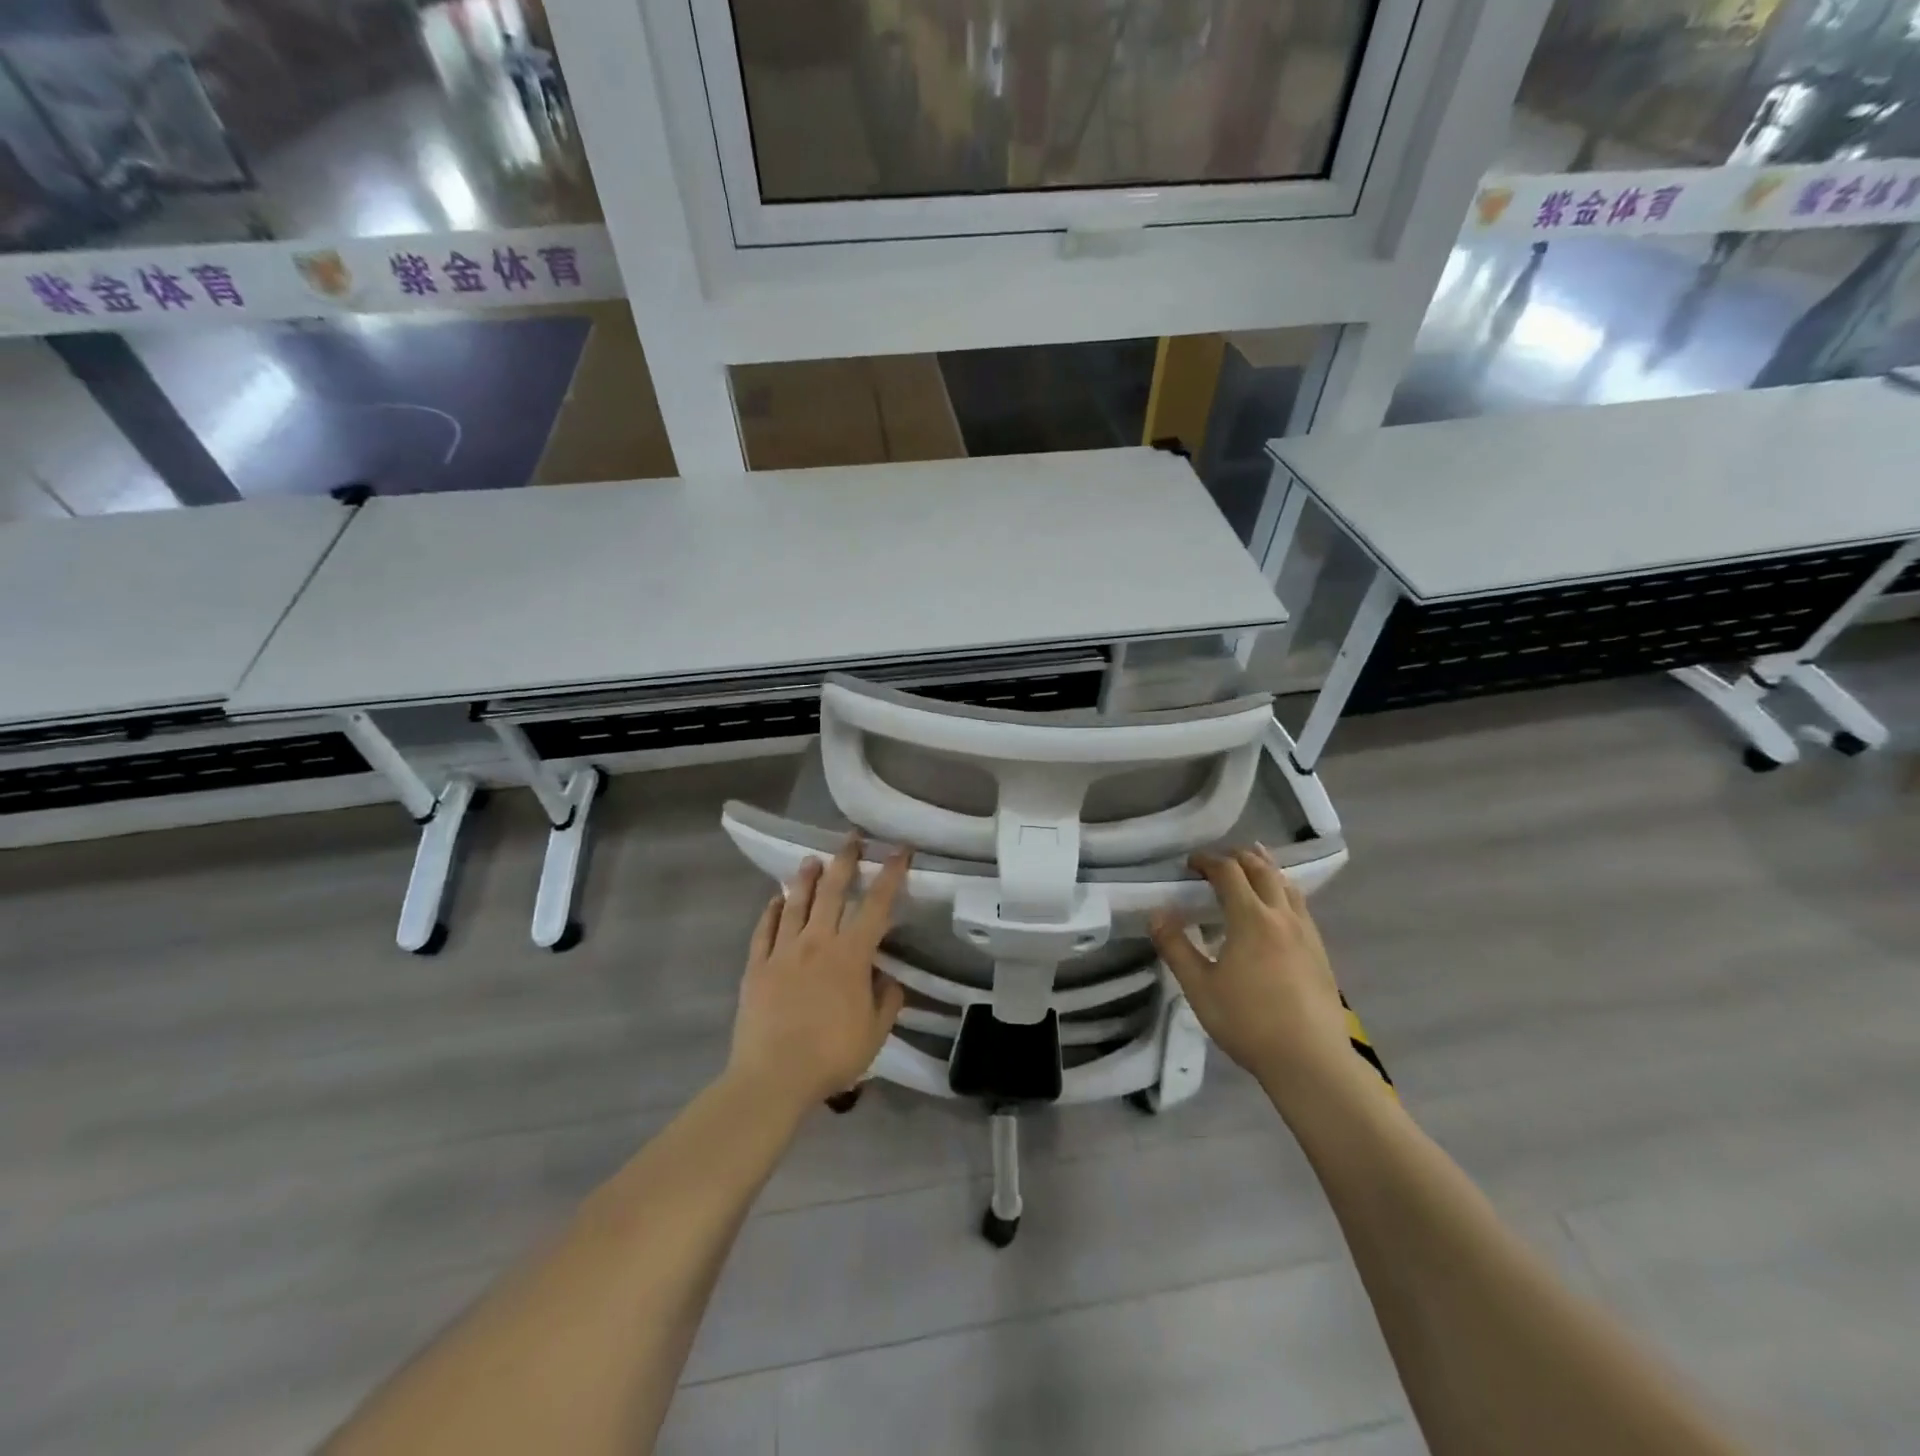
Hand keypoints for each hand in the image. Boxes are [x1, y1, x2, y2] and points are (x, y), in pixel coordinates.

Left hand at [727, 836, 909, 1114]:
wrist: (773, 1077)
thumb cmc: (831, 1056)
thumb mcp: (875, 1034)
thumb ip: (887, 1000)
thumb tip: (888, 977)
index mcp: (851, 956)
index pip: (876, 906)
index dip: (891, 875)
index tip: (900, 851)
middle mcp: (817, 943)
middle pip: (832, 892)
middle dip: (844, 861)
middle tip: (851, 839)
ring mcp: (783, 952)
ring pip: (795, 904)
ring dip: (805, 879)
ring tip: (811, 860)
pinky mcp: (756, 967)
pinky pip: (764, 930)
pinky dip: (771, 911)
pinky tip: (775, 900)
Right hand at [1149, 847, 1363, 1106]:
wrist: (1310, 1061)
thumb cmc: (1248, 1022)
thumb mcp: (1199, 987)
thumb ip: (1176, 947)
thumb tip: (1156, 913)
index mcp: (1251, 919)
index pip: (1229, 872)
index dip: (1208, 861)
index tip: (1190, 863)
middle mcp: (1282, 916)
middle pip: (1262, 869)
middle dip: (1237, 857)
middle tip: (1216, 862)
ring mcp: (1306, 932)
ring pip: (1287, 884)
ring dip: (1265, 869)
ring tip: (1250, 867)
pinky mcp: (1320, 951)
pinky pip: (1300, 905)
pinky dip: (1283, 891)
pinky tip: (1277, 908)